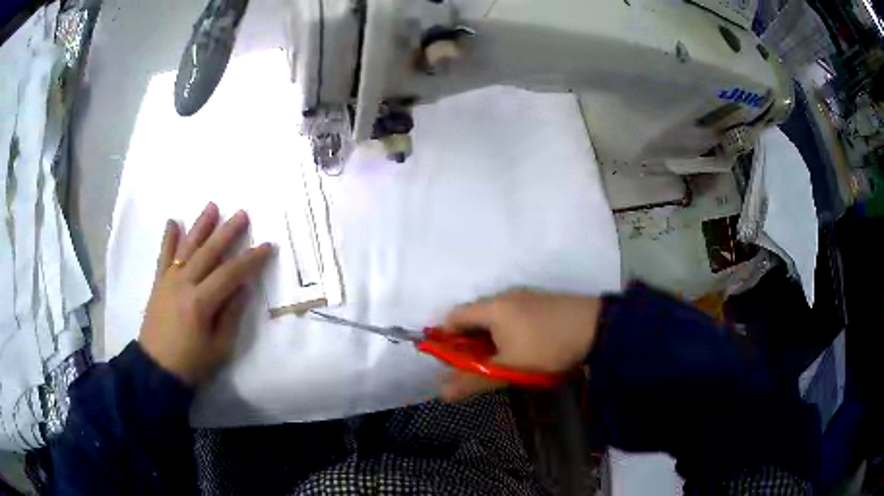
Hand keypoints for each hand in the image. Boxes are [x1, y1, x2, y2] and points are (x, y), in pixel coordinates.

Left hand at [138, 203, 272, 385]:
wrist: (155, 369)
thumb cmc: (191, 363)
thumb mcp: (219, 347)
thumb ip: (231, 315)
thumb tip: (243, 288)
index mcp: (200, 303)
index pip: (230, 274)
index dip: (250, 259)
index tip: (267, 246)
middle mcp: (183, 284)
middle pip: (208, 252)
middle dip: (227, 232)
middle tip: (243, 213)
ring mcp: (168, 281)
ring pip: (187, 248)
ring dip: (200, 226)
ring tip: (212, 206)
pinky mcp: (158, 283)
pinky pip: (164, 256)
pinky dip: (168, 238)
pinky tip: (173, 222)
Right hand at [440, 290, 601, 400]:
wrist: (597, 327)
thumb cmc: (547, 347)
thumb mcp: (509, 369)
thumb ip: (473, 381)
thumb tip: (441, 392)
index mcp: (492, 307)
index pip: (453, 316)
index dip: (446, 338)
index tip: (455, 362)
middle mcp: (505, 295)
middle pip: (474, 316)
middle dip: (470, 342)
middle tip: (480, 366)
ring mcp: (526, 296)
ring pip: (495, 316)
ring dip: (490, 338)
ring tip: (503, 361)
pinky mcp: (541, 301)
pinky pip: (513, 314)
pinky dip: (508, 331)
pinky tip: (524, 348)